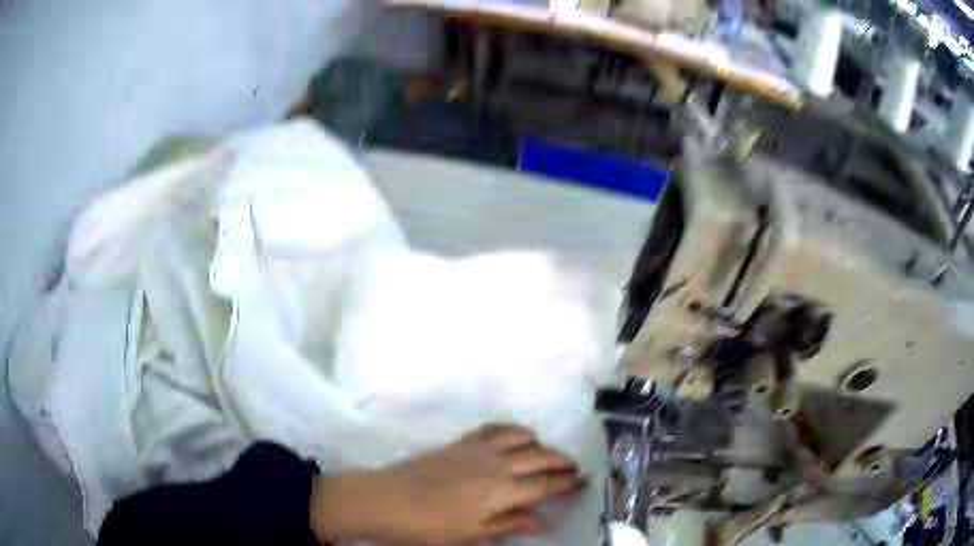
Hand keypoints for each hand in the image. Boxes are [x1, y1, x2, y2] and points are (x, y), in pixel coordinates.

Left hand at [311, 424, 585, 544]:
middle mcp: (496, 463)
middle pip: (540, 456)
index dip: (568, 483)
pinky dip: (513, 430)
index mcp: (502, 491)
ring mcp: (478, 448)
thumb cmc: (430, 526)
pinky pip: (495, 428)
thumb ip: (511, 524)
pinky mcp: (461, 441)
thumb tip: (544, 520)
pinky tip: (516, 437)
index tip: (583, 481)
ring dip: (540, 444)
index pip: (546, 484)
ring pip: (522, 437)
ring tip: (546, 455)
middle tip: (573, 468)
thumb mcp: (473, 535)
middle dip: (561, 461)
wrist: (386, 499)